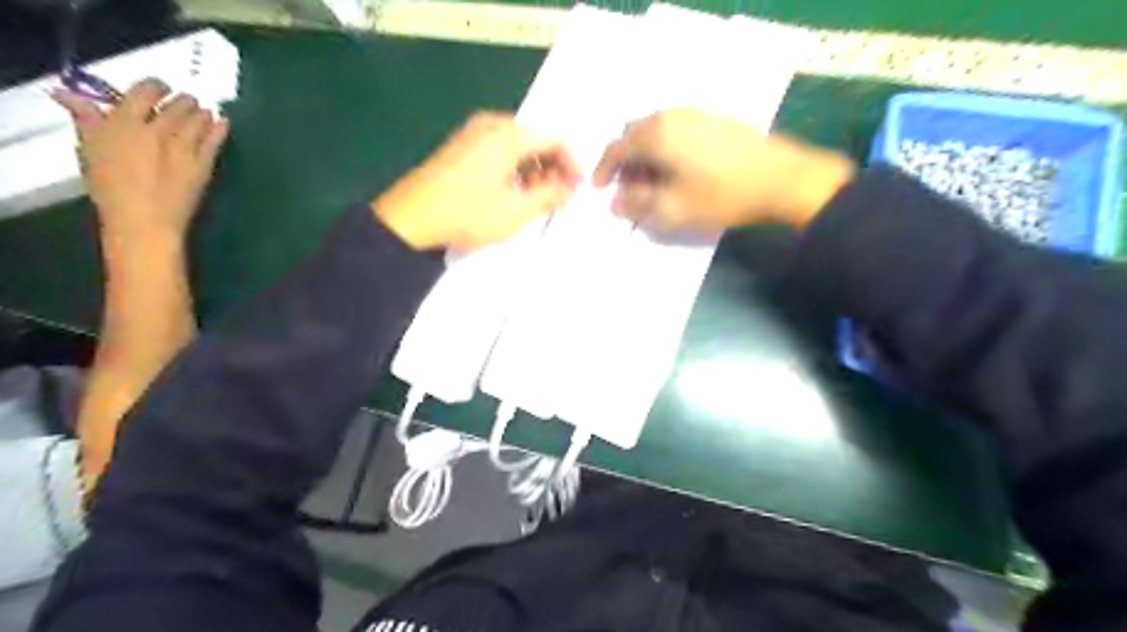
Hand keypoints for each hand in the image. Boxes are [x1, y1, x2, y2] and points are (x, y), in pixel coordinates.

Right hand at [52, 76, 229, 242]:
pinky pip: (214, 141)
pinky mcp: (203, 165)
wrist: (145, 219)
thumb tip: (71, 96)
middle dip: (184, 101)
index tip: (160, 87)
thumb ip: (87, 120)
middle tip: (189, 100)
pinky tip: (224, 122)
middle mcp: (157, 131)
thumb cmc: (110, 188)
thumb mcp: (90, 150)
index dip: (155, 87)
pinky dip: (220, 129)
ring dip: (202, 113)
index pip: (143, 93)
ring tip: (205, 110)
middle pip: (176, 108)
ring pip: (197, 122)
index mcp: (123, 123)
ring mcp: (184, 148)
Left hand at [374, 111, 579, 247]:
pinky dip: (512, 172)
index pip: (553, 140)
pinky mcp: (460, 149)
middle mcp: (491, 125)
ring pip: (516, 148)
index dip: (571, 165)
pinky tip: (511, 196)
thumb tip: (569, 188)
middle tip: (558, 198)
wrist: (409, 219)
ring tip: (535, 201)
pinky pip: (498, 153)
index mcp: (508, 134)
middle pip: (535, 141)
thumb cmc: (467, 213)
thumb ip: (549, 196)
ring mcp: (472, 135)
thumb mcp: (515, 210)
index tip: (577, 190)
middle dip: (551, 169)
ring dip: (532, 172)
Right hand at [591, 105, 854, 232]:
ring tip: (655, 184)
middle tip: (630, 190)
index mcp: (655, 134)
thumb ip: (637, 205)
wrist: (781, 180)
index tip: (599, 190)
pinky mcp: (714, 119)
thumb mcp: (672, 210)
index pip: (616, 148)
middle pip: (633, 135)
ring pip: (656, 131)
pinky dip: (666, 149)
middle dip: (625, 163)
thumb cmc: (720, 196)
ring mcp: (695, 113)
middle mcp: (671, 115)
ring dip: (646, 156)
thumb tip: (615, 202)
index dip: (602, 170)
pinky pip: (676, 130)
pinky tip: (680, 171)